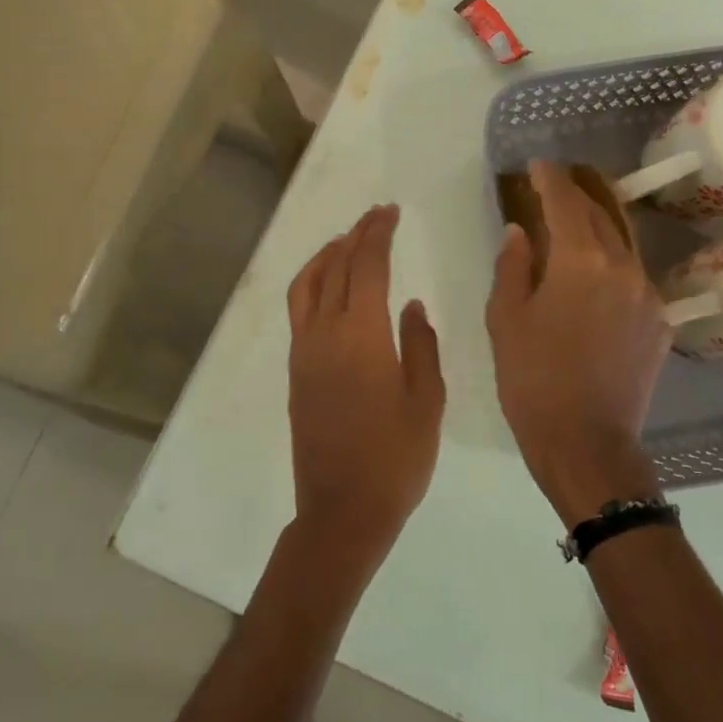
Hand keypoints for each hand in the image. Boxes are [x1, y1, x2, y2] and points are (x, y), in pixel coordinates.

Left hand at [286, 204, 444, 572]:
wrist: (342, 510)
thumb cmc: (396, 459)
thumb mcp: (426, 402)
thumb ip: (420, 346)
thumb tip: (410, 305)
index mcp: (362, 335)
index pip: (366, 265)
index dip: (378, 233)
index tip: (390, 211)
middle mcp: (325, 334)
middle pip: (336, 267)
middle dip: (356, 235)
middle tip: (376, 216)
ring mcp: (304, 353)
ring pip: (307, 285)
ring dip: (326, 256)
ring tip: (346, 242)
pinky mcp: (296, 372)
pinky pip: (300, 310)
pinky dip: (314, 284)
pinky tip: (332, 289)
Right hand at [486, 161, 668, 525]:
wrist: (586, 442)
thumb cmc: (532, 380)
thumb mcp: (505, 320)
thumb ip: (512, 266)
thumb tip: (519, 232)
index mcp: (580, 262)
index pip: (566, 204)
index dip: (550, 180)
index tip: (537, 167)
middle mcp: (623, 268)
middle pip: (601, 216)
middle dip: (577, 196)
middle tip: (554, 186)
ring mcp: (648, 295)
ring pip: (622, 245)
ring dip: (597, 228)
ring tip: (575, 224)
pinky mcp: (660, 322)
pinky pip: (634, 278)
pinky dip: (611, 265)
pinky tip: (595, 277)